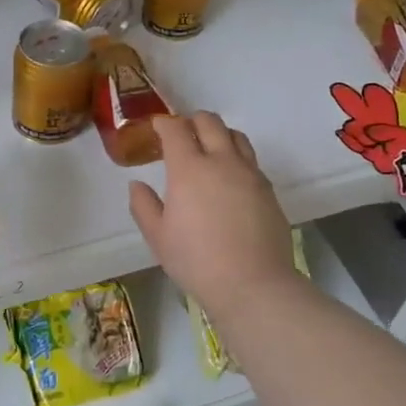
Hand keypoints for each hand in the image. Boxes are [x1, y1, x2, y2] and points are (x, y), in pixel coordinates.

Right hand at [128, 113, 297, 316]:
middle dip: (192, 121)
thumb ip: (143, 206)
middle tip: (182, 135)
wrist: (253, 284)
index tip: (157, 127)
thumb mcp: (158, 238)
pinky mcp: (268, 189)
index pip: (176, 129)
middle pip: (209, 122)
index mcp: (189, 168)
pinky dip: (237, 157)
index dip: (164, 123)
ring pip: (236, 135)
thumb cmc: (197, 261)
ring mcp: (249, 173)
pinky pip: (251, 160)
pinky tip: (230, 179)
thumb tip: (137, 184)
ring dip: (219, 134)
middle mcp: (221, 160)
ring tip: (210, 150)